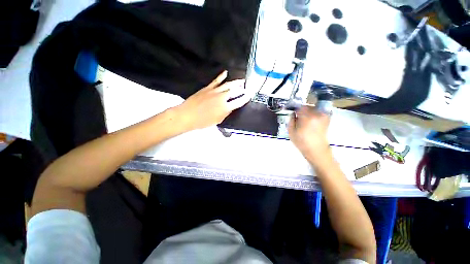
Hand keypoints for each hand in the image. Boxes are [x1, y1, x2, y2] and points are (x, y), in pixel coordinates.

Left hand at [175, 71, 249, 130]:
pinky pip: (216, 81)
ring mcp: (214, 91)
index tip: (249, 95)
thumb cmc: (203, 121)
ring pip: (227, 85)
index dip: (245, 98)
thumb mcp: (217, 120)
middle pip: (234, 91)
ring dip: (235, 82)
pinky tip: (225, 73)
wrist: (187, 115)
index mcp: (225, 108)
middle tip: (247, 85)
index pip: (238, 102)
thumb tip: (230, 108)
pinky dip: (221, 76)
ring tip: (241, 80)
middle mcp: (222, 98)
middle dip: (242, 88)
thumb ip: (225, 114)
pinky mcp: (207, 88)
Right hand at [288, 106, 331, 163]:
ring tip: (304, 120)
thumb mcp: (291, 132)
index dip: (295, 109)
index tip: (293, 113)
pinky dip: (314, 114)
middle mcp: (316, 114)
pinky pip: (318, 112)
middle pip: (307, 107)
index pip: (300, 107)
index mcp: (307, 118)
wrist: (317, 150)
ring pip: (313, 108)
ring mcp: (323, 116)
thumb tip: (293, 114)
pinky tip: (311, 121)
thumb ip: (291, 120)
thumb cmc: (302, 142)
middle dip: (302, 110)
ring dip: (308, 112)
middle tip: (298, 117)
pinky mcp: (327, 119)